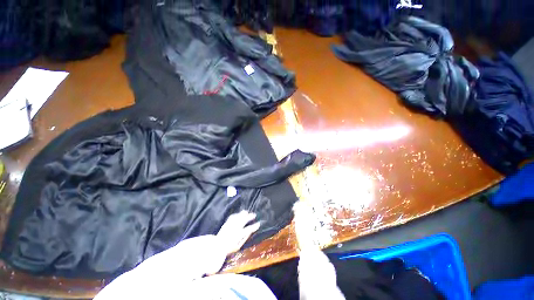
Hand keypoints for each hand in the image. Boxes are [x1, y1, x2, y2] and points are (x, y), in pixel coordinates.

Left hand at [217, 211, 260, 255]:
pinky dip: (236, 214)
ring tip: (247, 212)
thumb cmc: (228, 249)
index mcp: (239, 235)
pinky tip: (238, 214)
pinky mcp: (226, 223)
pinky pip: (232, 217)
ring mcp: (230, 225)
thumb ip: (244, 239)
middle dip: (250, 217)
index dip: (254, 226)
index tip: (258, 224)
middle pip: (244, 220)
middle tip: (254, 215)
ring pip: (238, 217)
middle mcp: (235, 228)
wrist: (216, 247)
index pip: (249, 229)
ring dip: (243, 214)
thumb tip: (249, 233)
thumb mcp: (238, 247)